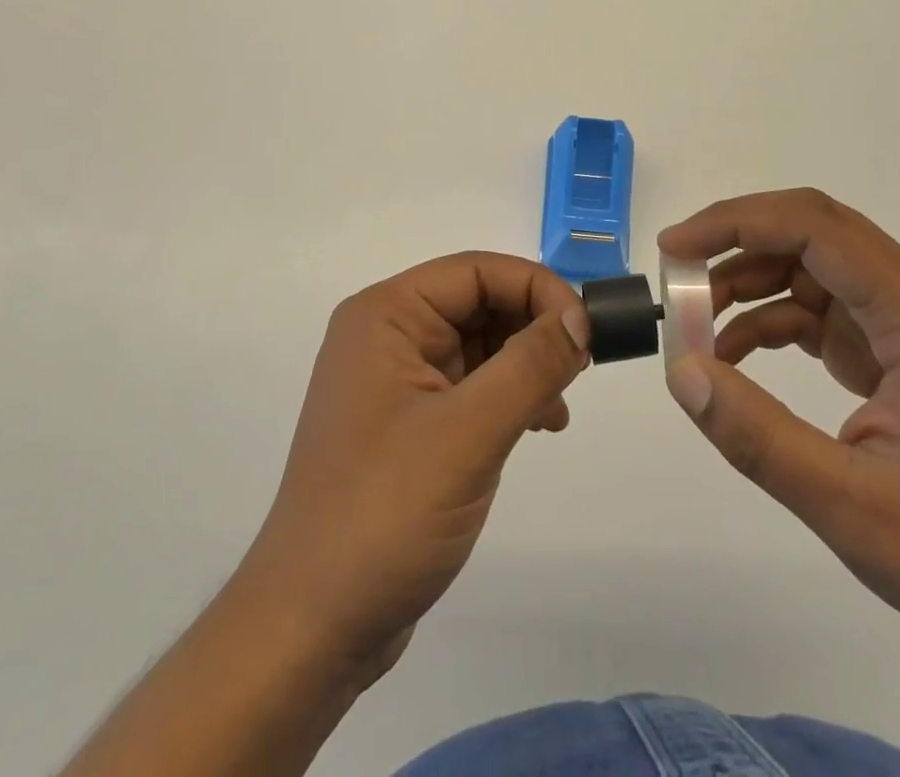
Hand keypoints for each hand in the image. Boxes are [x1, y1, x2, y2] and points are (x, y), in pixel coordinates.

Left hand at [234, 251, 590, 681]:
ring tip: (556, 408)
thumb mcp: (467, 433)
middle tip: (580, 369)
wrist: (313, 627)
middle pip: (479, 302)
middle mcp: (388, 335)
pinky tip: (538, 426)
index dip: (536, 288)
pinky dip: (509, 396)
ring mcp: (396, 380)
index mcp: (386, 315)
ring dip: (526, 365)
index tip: (586, 329)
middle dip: (533, 328)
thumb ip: (530, 366)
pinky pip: (471, 384)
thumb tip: (581, 316)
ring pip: (480, 344)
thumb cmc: (384, 513)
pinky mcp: (409, 422)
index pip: (476, 271)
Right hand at [658, 188, 899, 668]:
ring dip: (749, 282)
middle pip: (812, 231)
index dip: (735, 223)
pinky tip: (737, 355)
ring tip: (695, 325)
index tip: (674, 251)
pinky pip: (823, 307)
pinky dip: (772, 318)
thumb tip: (682, 371)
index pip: (814, 226)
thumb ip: (759, 438)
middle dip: (734, 242)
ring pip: (812, 264)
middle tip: (675, 278)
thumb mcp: (855, 508)